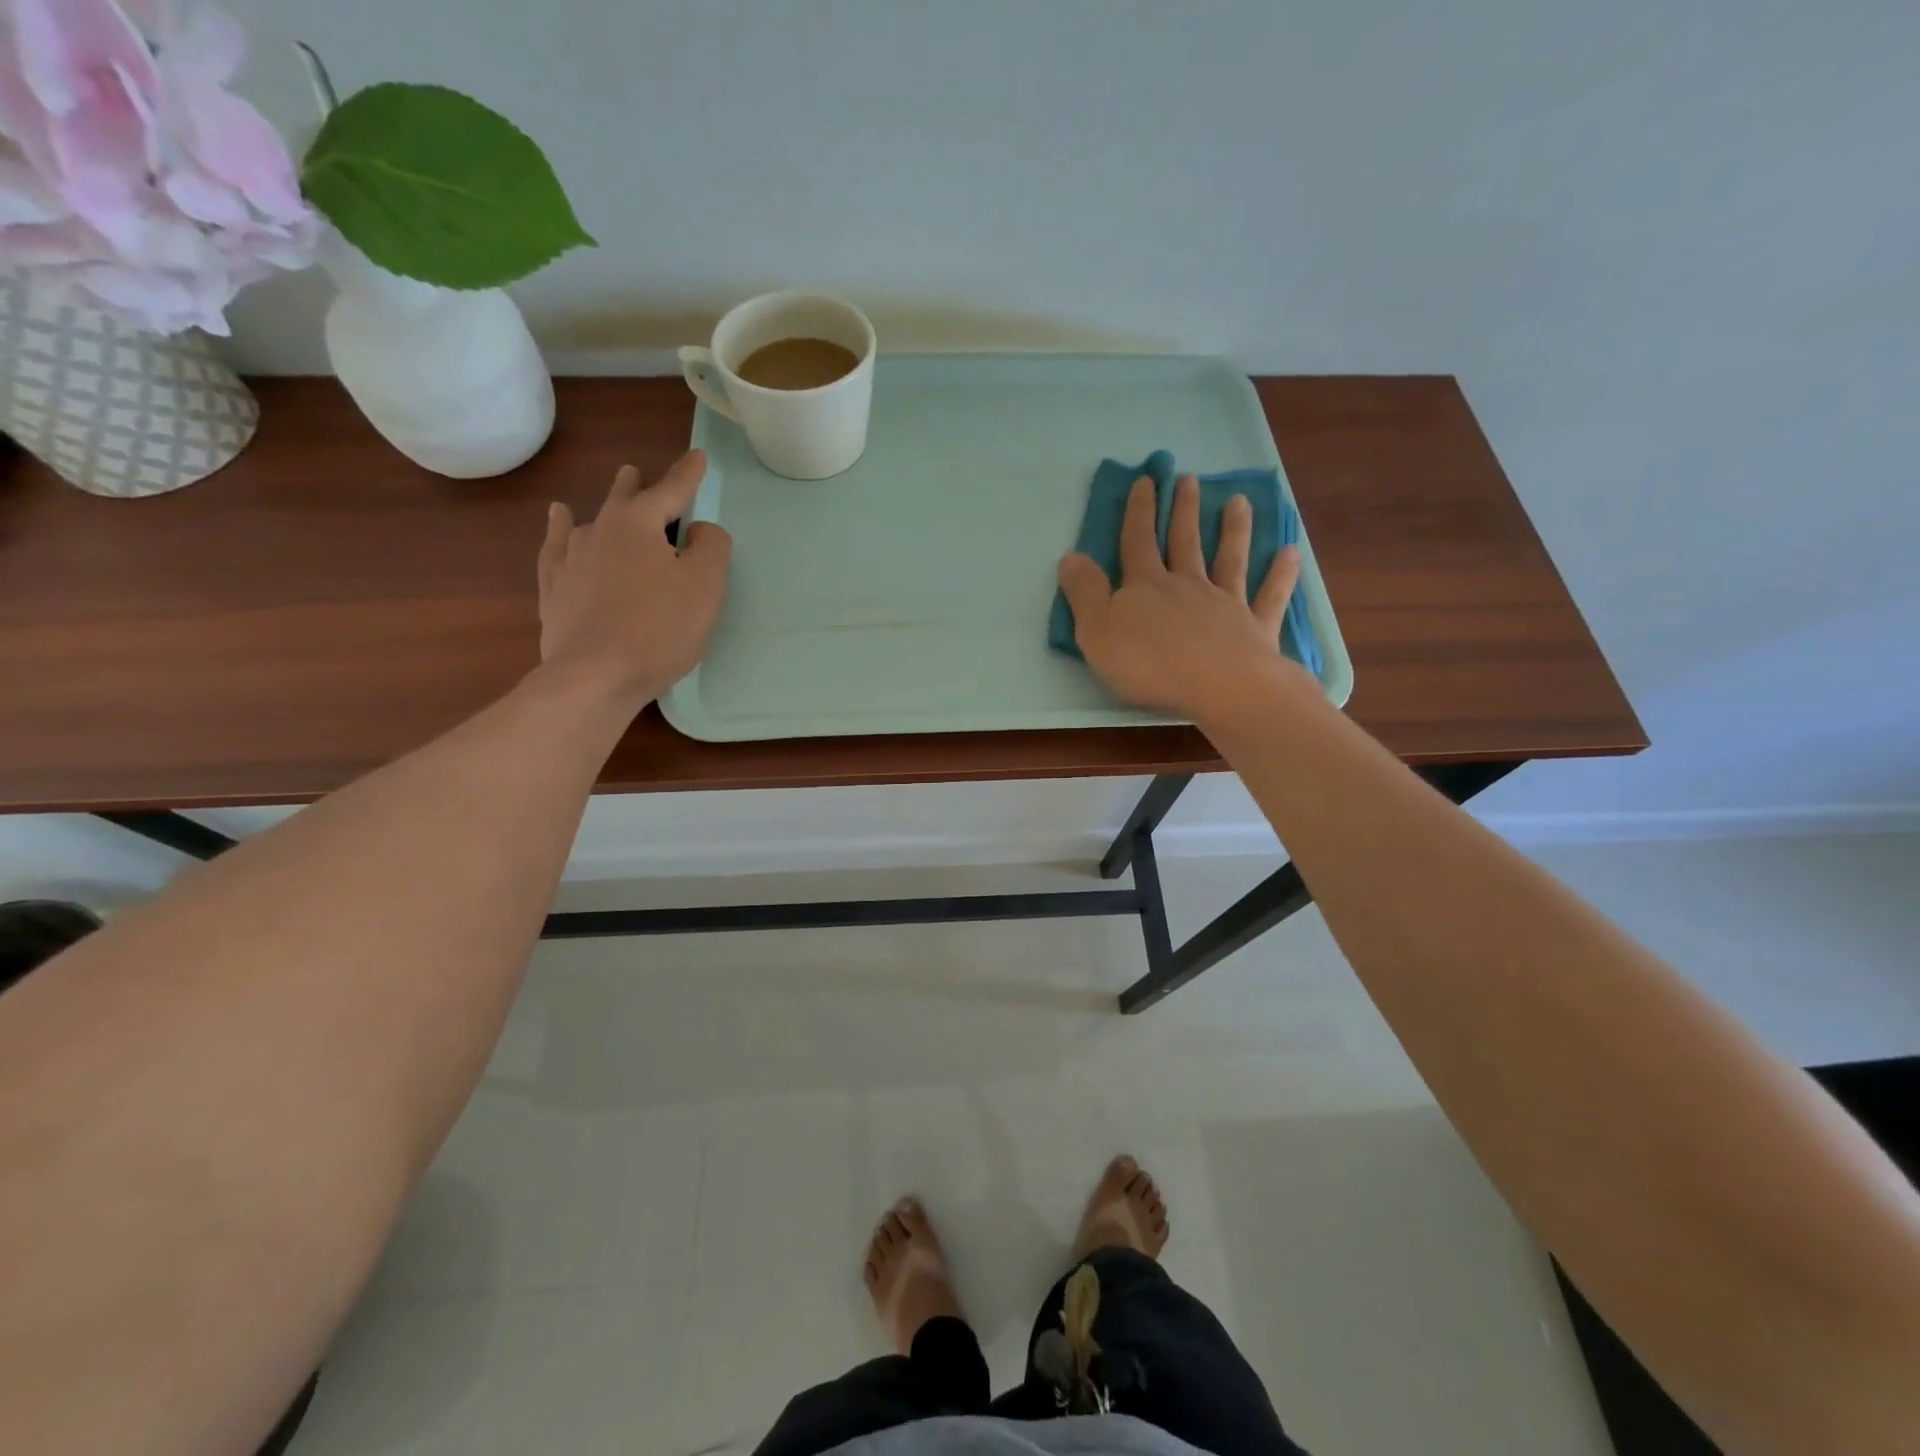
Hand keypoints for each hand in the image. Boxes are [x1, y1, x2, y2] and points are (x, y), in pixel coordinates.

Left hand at [537, 451, 732, 707]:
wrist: (595, 676)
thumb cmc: (660, 628)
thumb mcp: (706, 585)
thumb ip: (711, 547)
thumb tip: (699, 530)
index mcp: (638, 524)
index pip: (671, 491)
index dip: (688, 474)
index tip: (698, 457)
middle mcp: (599, 530)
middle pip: (622, 499)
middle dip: (637, 485)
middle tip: (638, 472)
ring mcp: (571, 559)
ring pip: (587, 520)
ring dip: (602, 507)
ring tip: (607, 497)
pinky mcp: (555, 590)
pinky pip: (556, 548)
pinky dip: (559, 530)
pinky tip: (558, 522)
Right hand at [1057, 473, 1303, 722]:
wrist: (1218, 687)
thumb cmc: (1149, 664)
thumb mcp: (1097, 631)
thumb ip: (1084, 593)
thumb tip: (1071, 556)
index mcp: (1147, 586)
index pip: (1138, 541)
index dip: (1139, 511)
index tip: (1145, 481)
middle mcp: (1188, 586)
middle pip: (1185, 541)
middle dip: (1184, 510)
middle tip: (1190, 479)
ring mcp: (1226, 604)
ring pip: (1230, 558)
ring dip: (1233, 529)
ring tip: (1239, 501)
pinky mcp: (1256, 628)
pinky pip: (1270, 596)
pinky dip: (1281, 574)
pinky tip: (1290, 552)